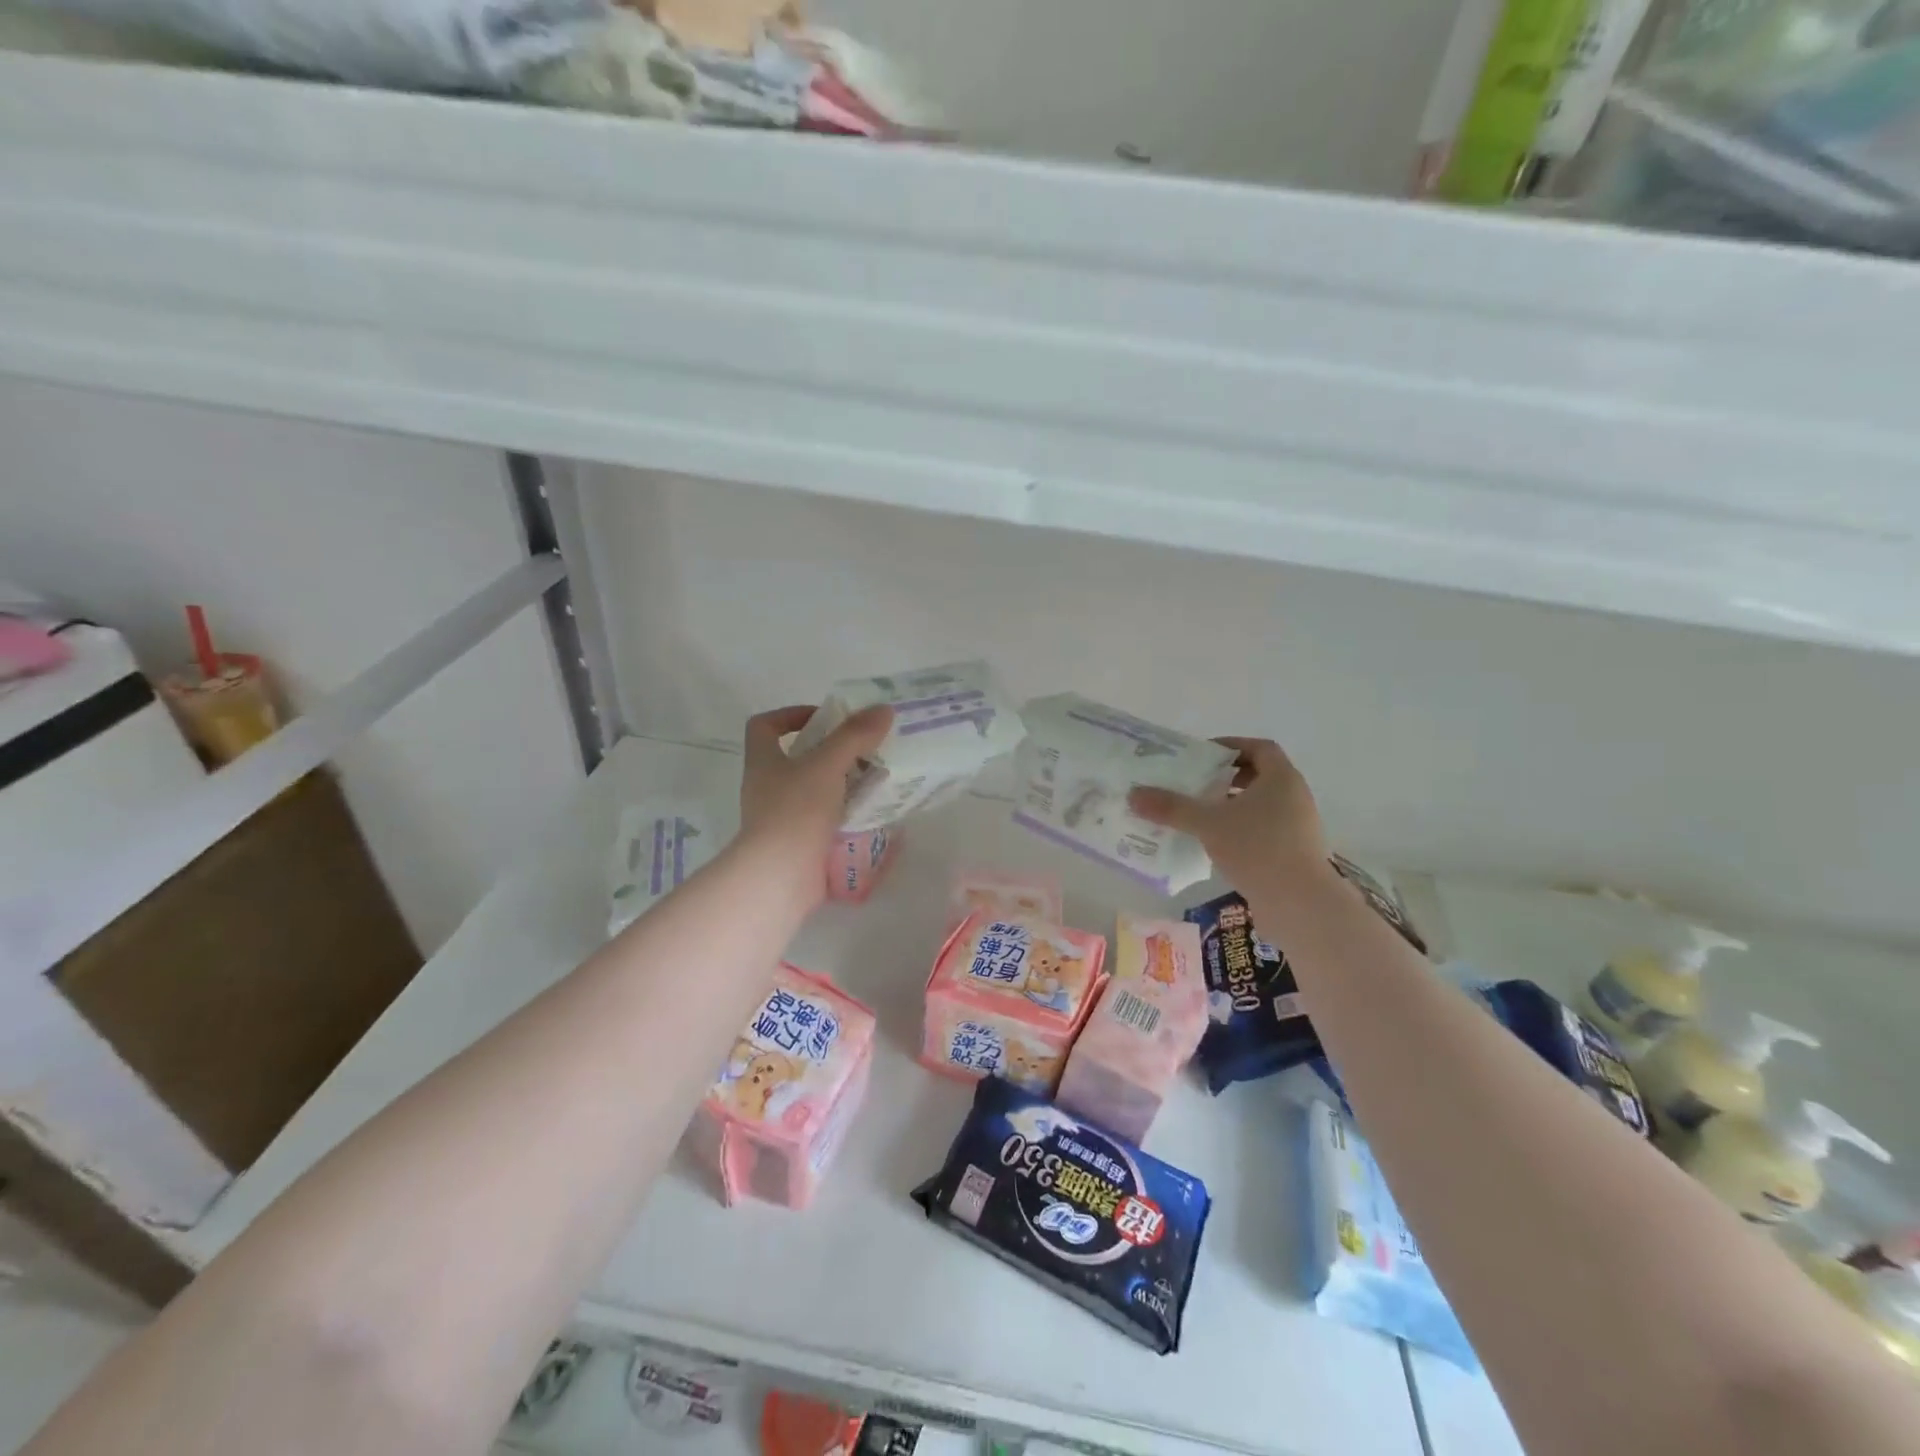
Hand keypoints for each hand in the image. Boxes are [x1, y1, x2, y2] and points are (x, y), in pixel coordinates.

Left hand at [739, 703, 893, 862]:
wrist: (780, 877)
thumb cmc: (796, 811)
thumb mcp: (827, 765)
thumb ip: (854, 736)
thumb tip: (883, 709)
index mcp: (763, 763)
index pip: (764, 726)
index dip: (790, 715)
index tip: (825, 718)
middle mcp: (767, 788)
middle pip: (796, 760)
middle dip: (831, 753)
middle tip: (865, 751)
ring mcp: (781, 820)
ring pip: (814, 792)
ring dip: (843, 786)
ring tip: (877, 782)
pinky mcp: (798, 846)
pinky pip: (824, 823)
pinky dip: (846, 817)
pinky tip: (873, 816)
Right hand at [1128, 737, 1328, 891]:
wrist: (1300, 904)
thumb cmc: (1257, 848)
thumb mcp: (1208, 824)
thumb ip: (1172, 808)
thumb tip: (1134, 794)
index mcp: (1281, 778)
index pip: (1260, 748)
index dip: (1231, 746)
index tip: (1203, 755)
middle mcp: (1295, 797)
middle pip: (1260, 776)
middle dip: (1226, 778)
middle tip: (1196, 784)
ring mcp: (1298, 827)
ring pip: (1261, 806)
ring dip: (1232, 806)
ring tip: (1200, 815)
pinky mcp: (1294, 853)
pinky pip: (1264, 830)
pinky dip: (1240, 830)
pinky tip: (1215, 844)